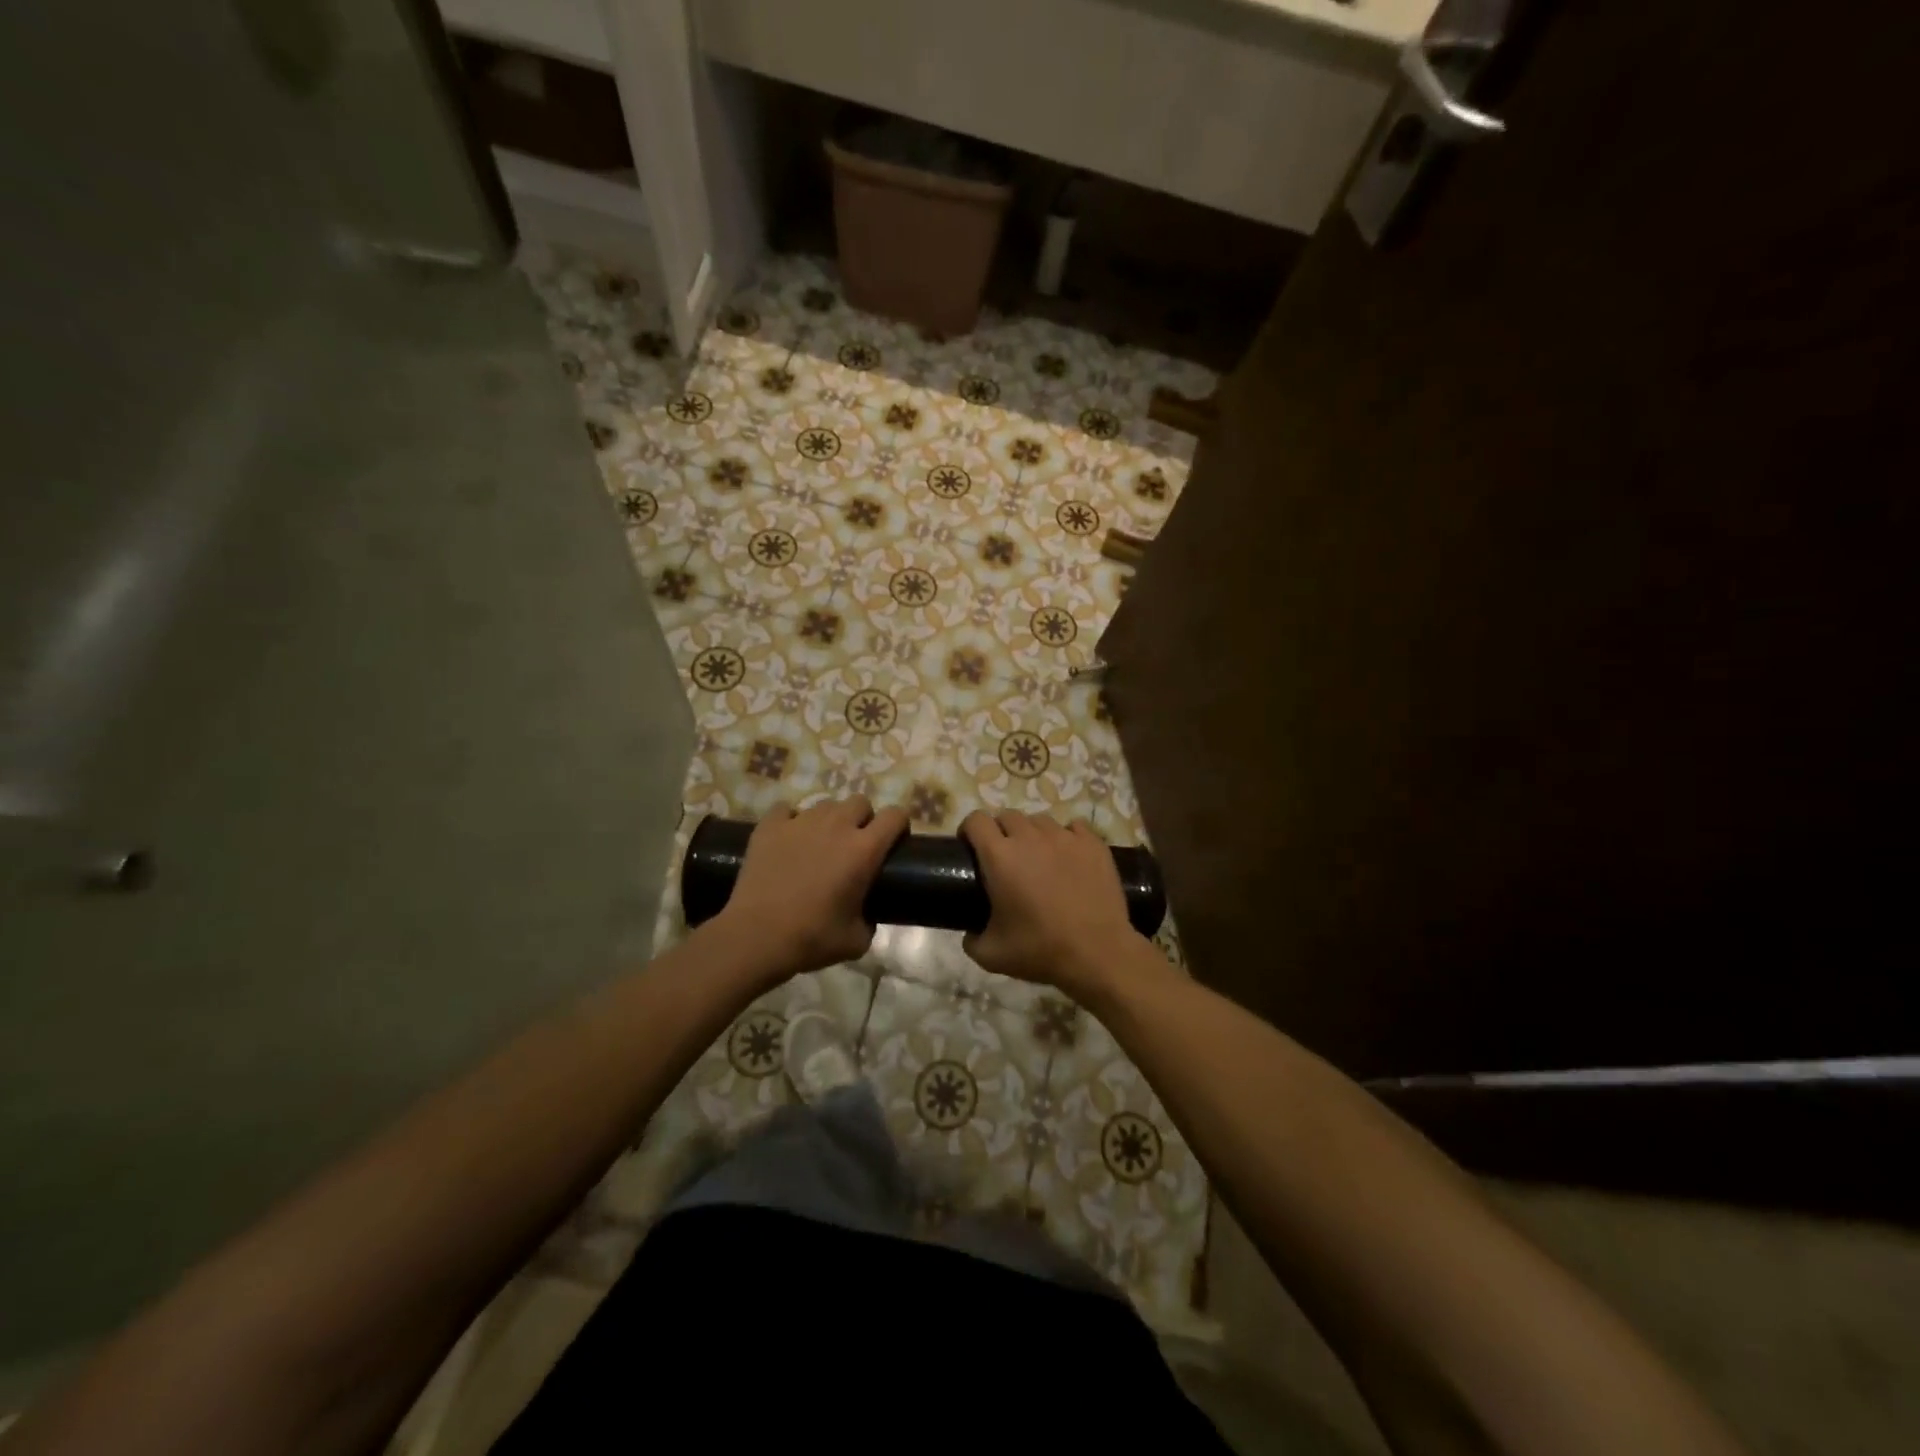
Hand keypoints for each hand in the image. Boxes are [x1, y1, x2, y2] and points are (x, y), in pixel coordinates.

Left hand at [710, 798, 907, 982]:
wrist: (756, 937)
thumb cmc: (812, 938)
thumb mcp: (856, 941)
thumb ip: (870, 921)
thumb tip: (866, 916)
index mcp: (864, 850)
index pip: (895, 816)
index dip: (899, 826)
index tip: (894, 842)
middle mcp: (836, 825)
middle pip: (860, 802)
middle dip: (863, 819)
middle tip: (854, 845)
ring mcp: (800, 821)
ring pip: (825, 805)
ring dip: (829, 820)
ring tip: (818, 844)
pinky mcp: (770, 826)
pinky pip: (786, 810)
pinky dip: (790, 821)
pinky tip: (787, 841)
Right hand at [960, 811, 1145, 997]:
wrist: (1097, 953)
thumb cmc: (1040, 950)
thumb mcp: (991, 955)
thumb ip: (971, 939)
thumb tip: (970, 932)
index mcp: (999, 856)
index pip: (976, 820)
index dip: (969, 830)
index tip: (971, 848)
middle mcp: (1030, 837)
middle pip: (1007, 816)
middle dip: (1000, 832)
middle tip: (1005, 859)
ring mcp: (1064, 837)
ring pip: (1040, 821)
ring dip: (1032, 834)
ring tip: (1039, 859)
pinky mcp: (1092, 843)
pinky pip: (1073, 827)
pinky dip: (1066, 838)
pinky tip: (1068, 858)